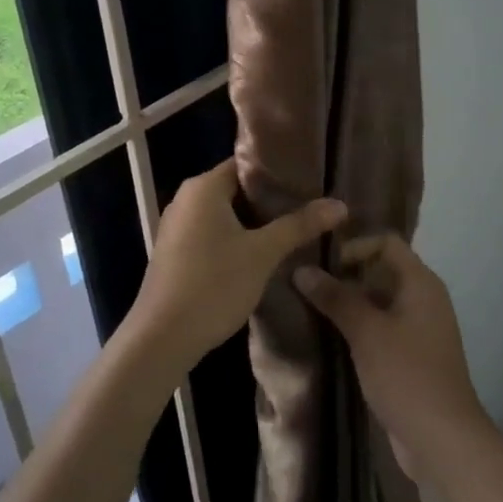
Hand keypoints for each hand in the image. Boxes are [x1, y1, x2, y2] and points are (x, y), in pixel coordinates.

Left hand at [130, 159, 345, 377]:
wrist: (162, 338)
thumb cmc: (213, 285)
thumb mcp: (263, 253)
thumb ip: (299, 225)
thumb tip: (340, 204)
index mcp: (203, 187)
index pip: (247, 164)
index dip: (279, 172)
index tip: (311, 181)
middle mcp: (186, 199)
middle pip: (237, 188)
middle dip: (271, 199)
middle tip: (309, 206)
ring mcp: (177, 227)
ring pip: (225, 214)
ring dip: (255, 222)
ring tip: (294, 228)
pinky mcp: (176, 252)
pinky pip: (212, 233)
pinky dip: (237, 238)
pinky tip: (262, 253)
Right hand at [294, 235, 492, 481]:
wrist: (442, 439)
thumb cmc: (405, 374)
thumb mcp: (366, 331)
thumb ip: (334, 297)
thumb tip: (301, 269)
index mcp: (420, 283)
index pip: (386, 243)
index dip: (354, 247)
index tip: (322, 266)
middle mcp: (424, 299)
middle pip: (381, 271)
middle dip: (346, 276)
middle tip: (308, 286)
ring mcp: (419, 329)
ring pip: (379, 302)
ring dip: (349, 305)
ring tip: (311, 311)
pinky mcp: (412, 357)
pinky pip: (382, 329)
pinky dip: (359, 329)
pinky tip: (331, 340)